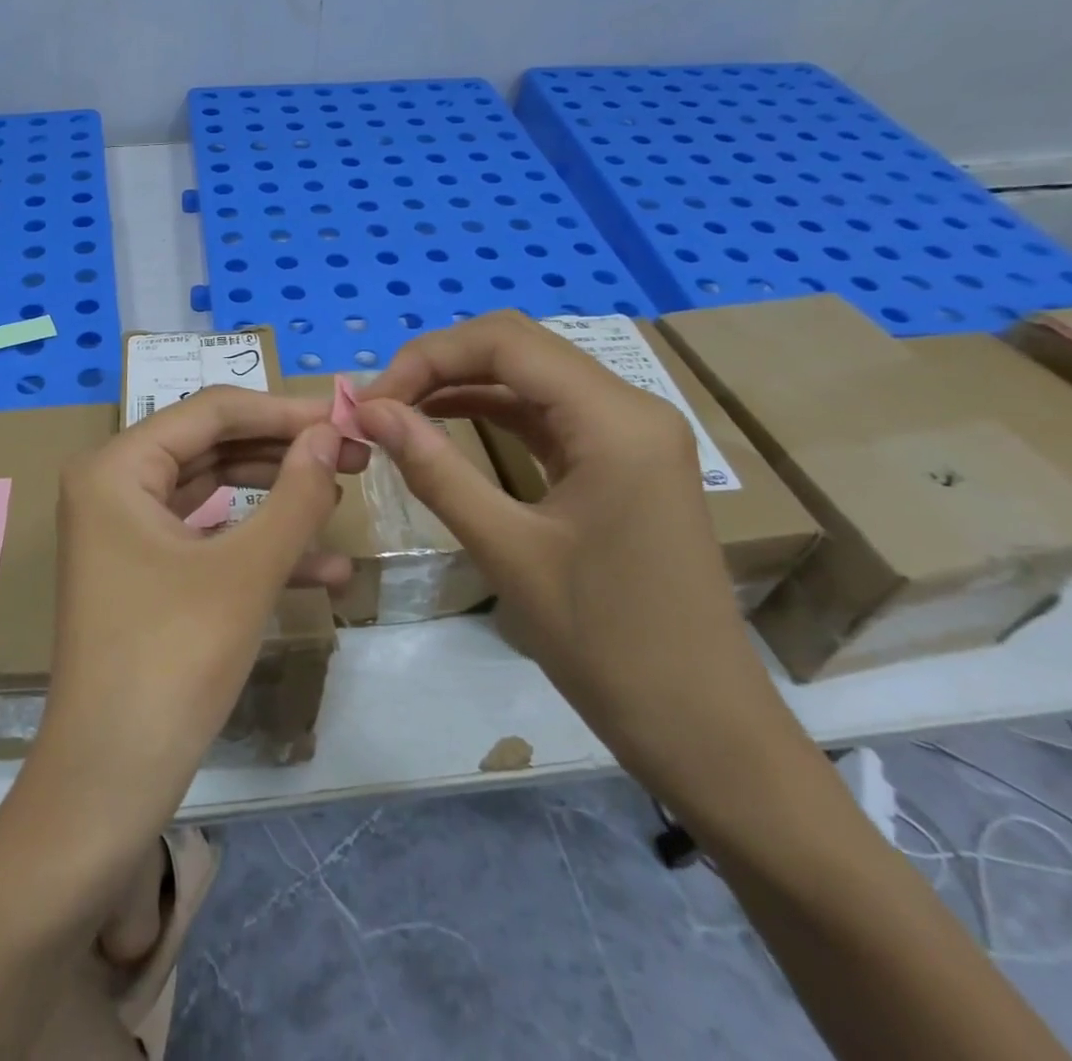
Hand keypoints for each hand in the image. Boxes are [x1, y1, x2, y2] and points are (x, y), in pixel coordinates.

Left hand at [31, 387, 367, 842]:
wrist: (109, 783)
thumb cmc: (173, 661)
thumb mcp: (246, 571)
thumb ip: (295, 494)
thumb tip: (330, 433)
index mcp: (116, 468)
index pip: (211, 412)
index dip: (284, 411)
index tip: (347, 418)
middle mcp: (112, 487)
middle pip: (212, 447)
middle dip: (285, 453)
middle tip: (354, 456)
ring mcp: (124, 531)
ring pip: (213, 493)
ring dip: (278, 498)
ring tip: (344, 496)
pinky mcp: (142, 572)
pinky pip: (206, 539)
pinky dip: (257, 546)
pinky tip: (327, 569)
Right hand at [354, 312, 820, 824]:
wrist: (701, 728)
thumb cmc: (607, 643)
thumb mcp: (507, 551)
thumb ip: (435, 470)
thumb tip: (369, 412)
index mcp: (615, 420)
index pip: (506, 342)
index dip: (427, 357)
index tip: (371, 402)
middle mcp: (629, 408)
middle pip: (519, 348)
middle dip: (440, 364)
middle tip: (379, 405)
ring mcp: (629, 434)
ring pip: (530, 377)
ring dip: (461, 384)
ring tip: (398, 412)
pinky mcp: (620, 461)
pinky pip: (546, 414)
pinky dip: (490, 412)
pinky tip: (444, 425)